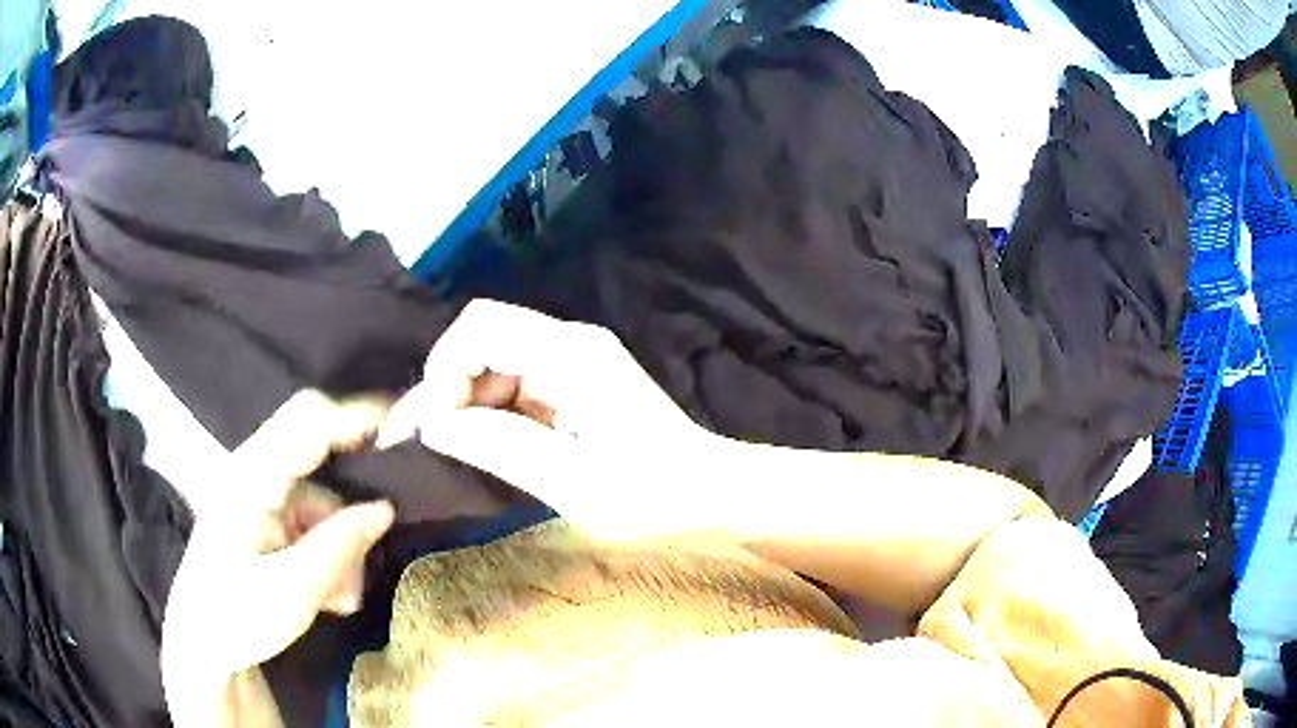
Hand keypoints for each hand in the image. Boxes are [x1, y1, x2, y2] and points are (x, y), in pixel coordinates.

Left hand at [162, 391, 395, 722]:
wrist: (202, 644)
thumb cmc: (237, 616)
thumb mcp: (293, 590)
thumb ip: (341, 546)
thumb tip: (386, 509)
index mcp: (250, 478)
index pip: (307, 424)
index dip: (354, 417)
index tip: (402, 424)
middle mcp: (252, 473)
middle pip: (312, 448)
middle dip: (350, 485)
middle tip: (383, 518)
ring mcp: (257, 496)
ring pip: (317, 495)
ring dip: (340, 537)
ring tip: (346, 595)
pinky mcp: (262, 519)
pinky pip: (308, 519)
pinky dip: (327, 549)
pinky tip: (331, 592)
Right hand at [379, 300, 717, 539]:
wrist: (708, 494)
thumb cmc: (649, 494)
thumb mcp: (566, 479)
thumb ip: (494, 445)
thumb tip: (433, 423)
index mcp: (569, 353)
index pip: (480, 326)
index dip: (444, 368)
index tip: (437, 426)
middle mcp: (569, 344)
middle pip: (483, 341)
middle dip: (450, 387)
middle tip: (429, 441)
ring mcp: (573, 362)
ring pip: (494, 364)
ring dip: (468, 403)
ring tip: (453, 449)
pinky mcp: (575, 385)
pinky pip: (515, 386)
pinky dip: (492, 413)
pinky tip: (485, 446)